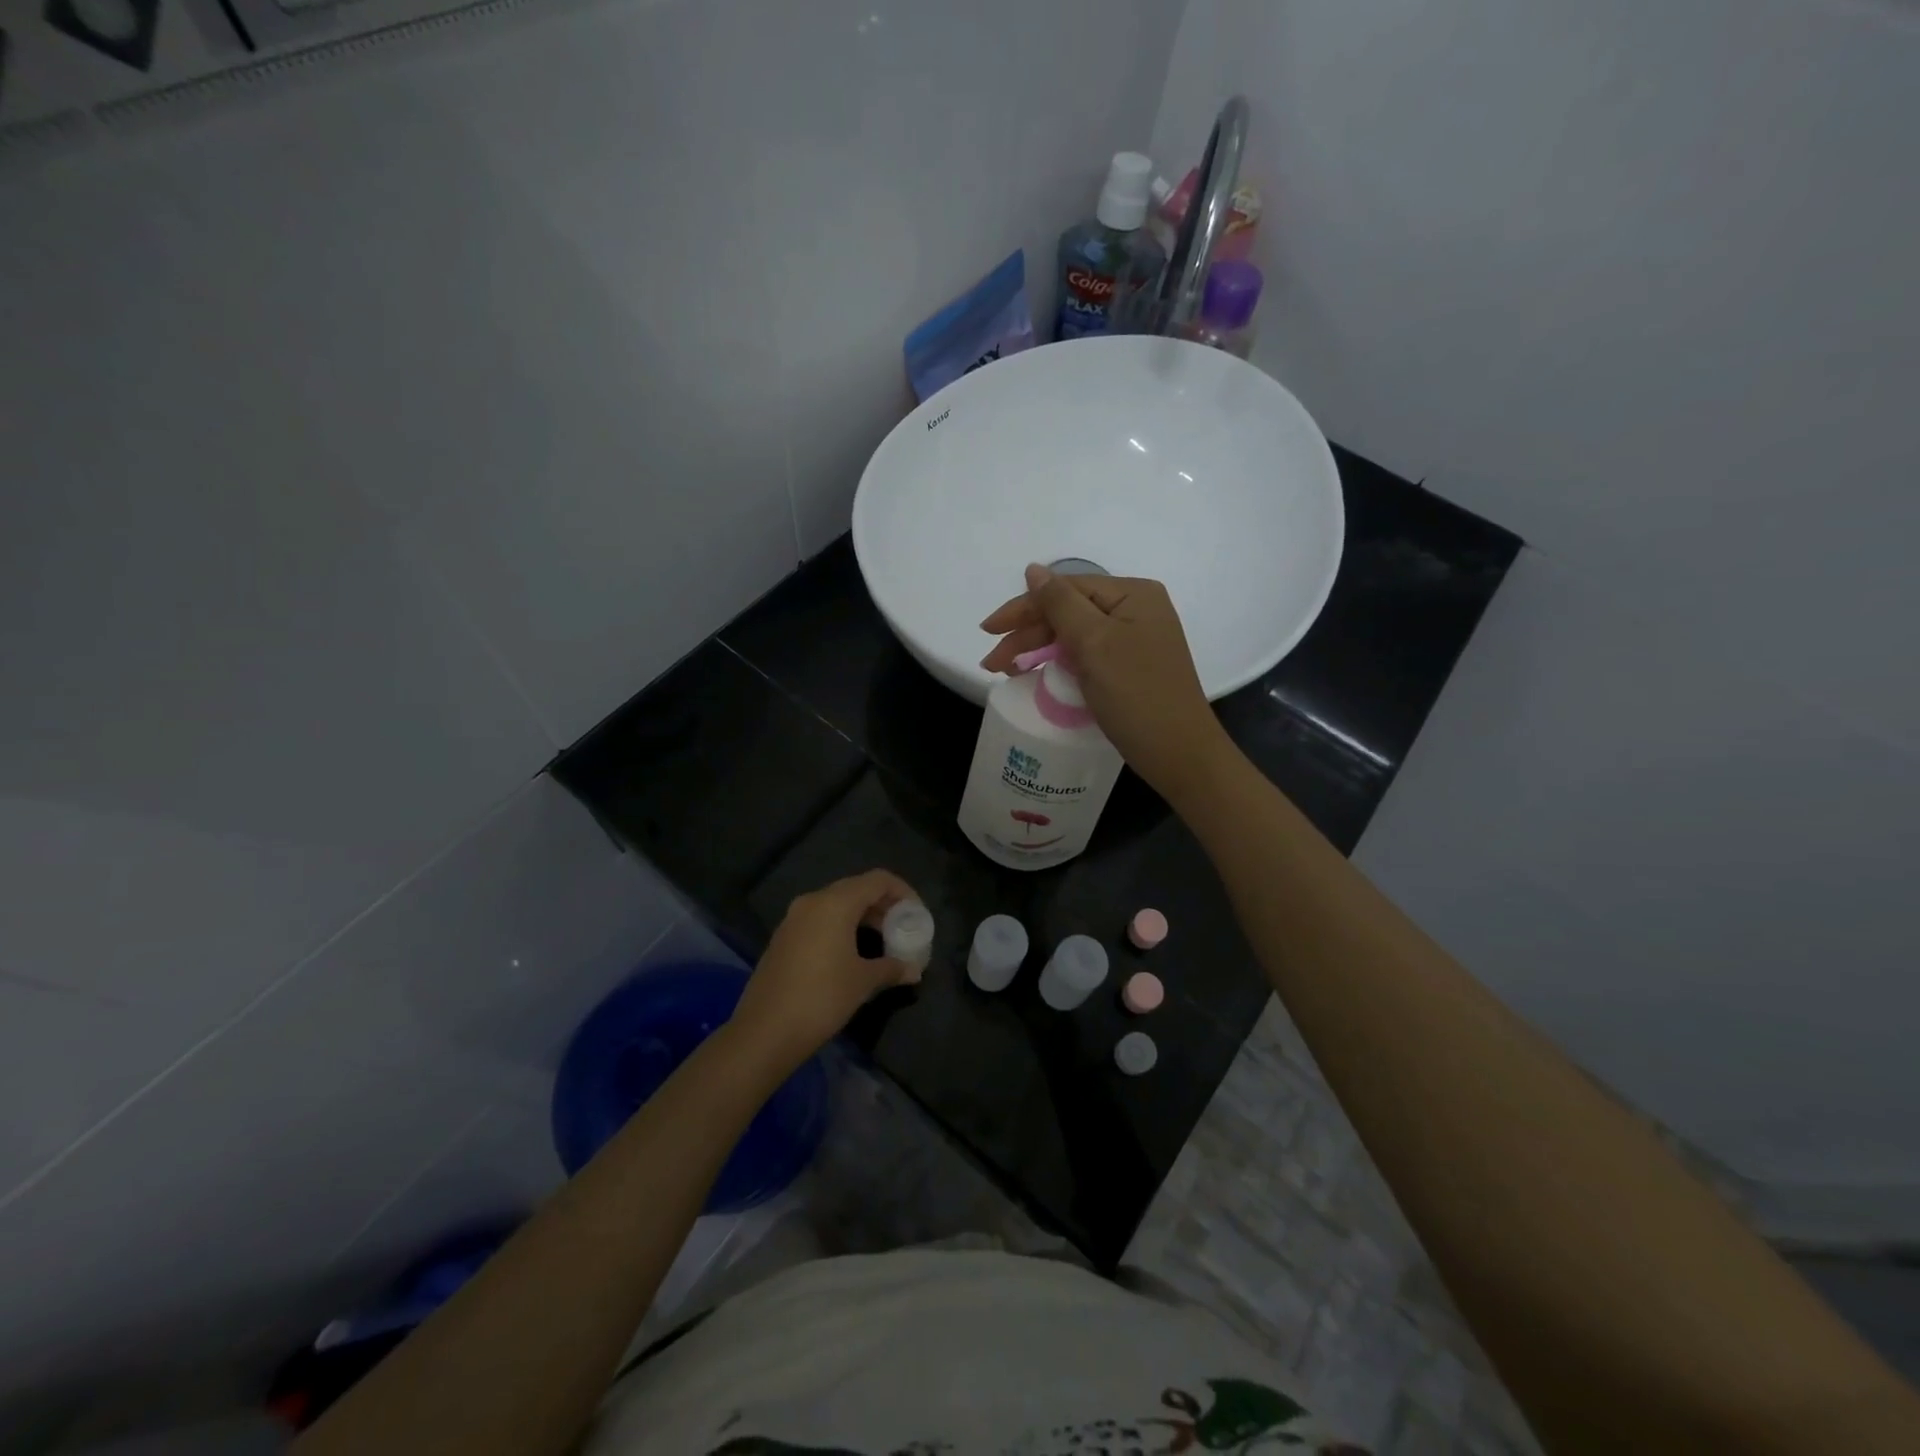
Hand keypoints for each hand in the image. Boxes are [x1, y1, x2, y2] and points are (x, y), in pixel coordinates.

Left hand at [730, 870, 920, 1070]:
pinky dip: (841, 927)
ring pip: (836, 904)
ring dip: (862, 917)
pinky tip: (852, 954)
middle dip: (883, 905)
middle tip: (902, 929)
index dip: (903, 891)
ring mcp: (793, 919)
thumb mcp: (863, 982)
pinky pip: (820, 919)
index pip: (877, 880)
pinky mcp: (783, 937)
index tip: (916, 914)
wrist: (764, 1031)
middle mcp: (812, 901)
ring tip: (882, 942)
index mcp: (835, 903)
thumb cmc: (821, 998)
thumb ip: (892, 968)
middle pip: (856, 888)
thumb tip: (913, 970)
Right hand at [980, 565, 1231, 806]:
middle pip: (1068, 611)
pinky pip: (1086, 655)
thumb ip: (1060, 603)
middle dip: (1027, 634)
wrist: (1180, 753)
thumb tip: (1033, 570)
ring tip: (1005, 672)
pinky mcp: (1129, 667)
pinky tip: (1038, 674)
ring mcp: (1134, 640)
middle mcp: (1136, 610)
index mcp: (1133, 594)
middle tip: (992, 663)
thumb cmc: (1137, 694)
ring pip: (1073, 635)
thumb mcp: (1094, 643)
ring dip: (1038, 650)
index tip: (987, 630)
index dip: (1023, 607)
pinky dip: (1059, 663)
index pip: (1065, 588)